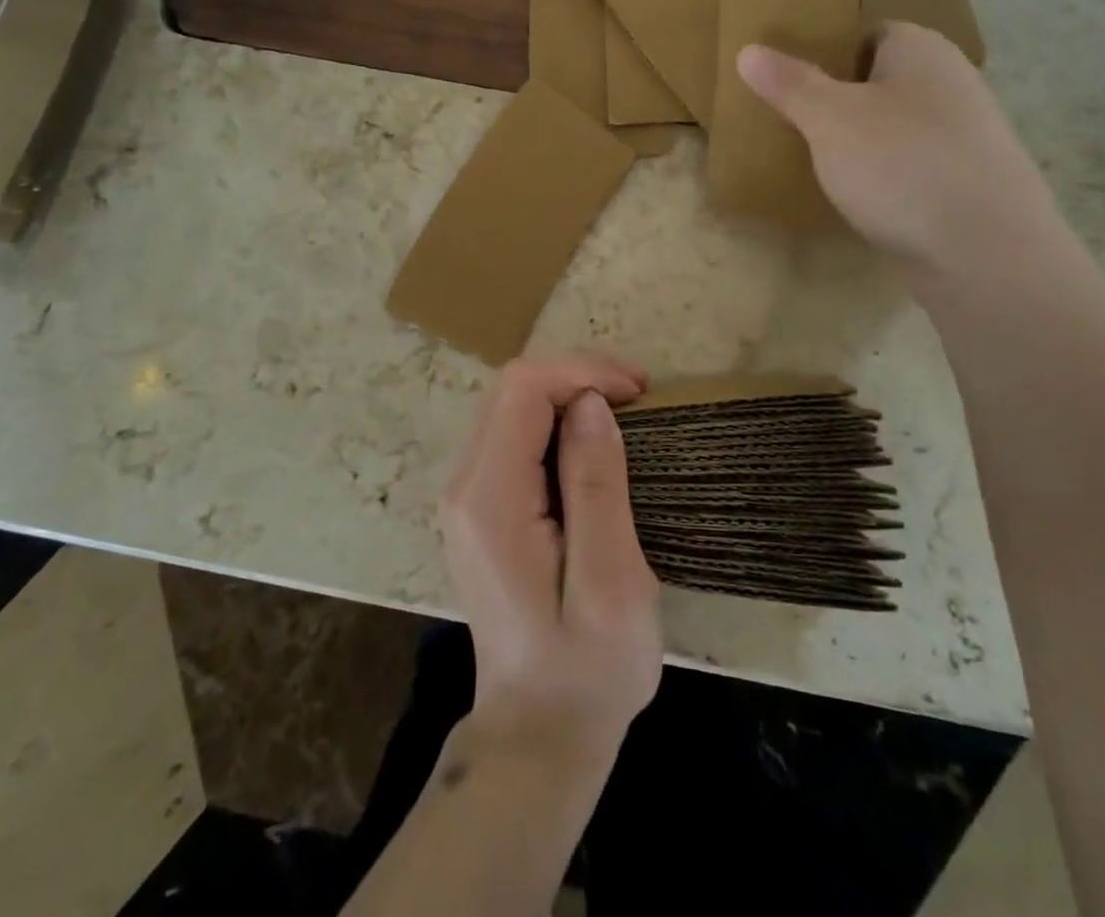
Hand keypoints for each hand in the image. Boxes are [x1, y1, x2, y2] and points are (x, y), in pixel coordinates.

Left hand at [439, 355, 663, 762]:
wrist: (540, 732)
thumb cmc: (588, 667)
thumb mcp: (611, 582)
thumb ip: (597, 485)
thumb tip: (590, 403)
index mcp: (489, 499)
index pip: (523, 389)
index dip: (581, 373)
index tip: (639, 392)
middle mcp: (464, 486)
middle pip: (512, 389)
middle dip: (577, 377)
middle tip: (640, 398)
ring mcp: (466, 497)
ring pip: (512, 406)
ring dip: (569, 395)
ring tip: (627, 413)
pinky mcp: (480, 507)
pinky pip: (514, 435)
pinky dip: (557, 421)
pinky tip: (596, 442)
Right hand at [737, 22, 1060, 276]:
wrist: (985, 252)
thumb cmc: (900, 164)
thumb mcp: (829, 119)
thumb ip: (789, 84)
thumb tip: (748, 50)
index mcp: (921, 50)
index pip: (867, 32)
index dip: (825, 50)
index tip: (787, 79)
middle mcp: (951, 82)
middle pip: (880, 80)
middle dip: (836, 99)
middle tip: (789, 121)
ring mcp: (964, 135)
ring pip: (894, 126)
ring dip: (858, 140)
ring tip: (813, 161)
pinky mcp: (966, 182)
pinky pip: (910, 164)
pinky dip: (882, 174)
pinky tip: (855, 197)